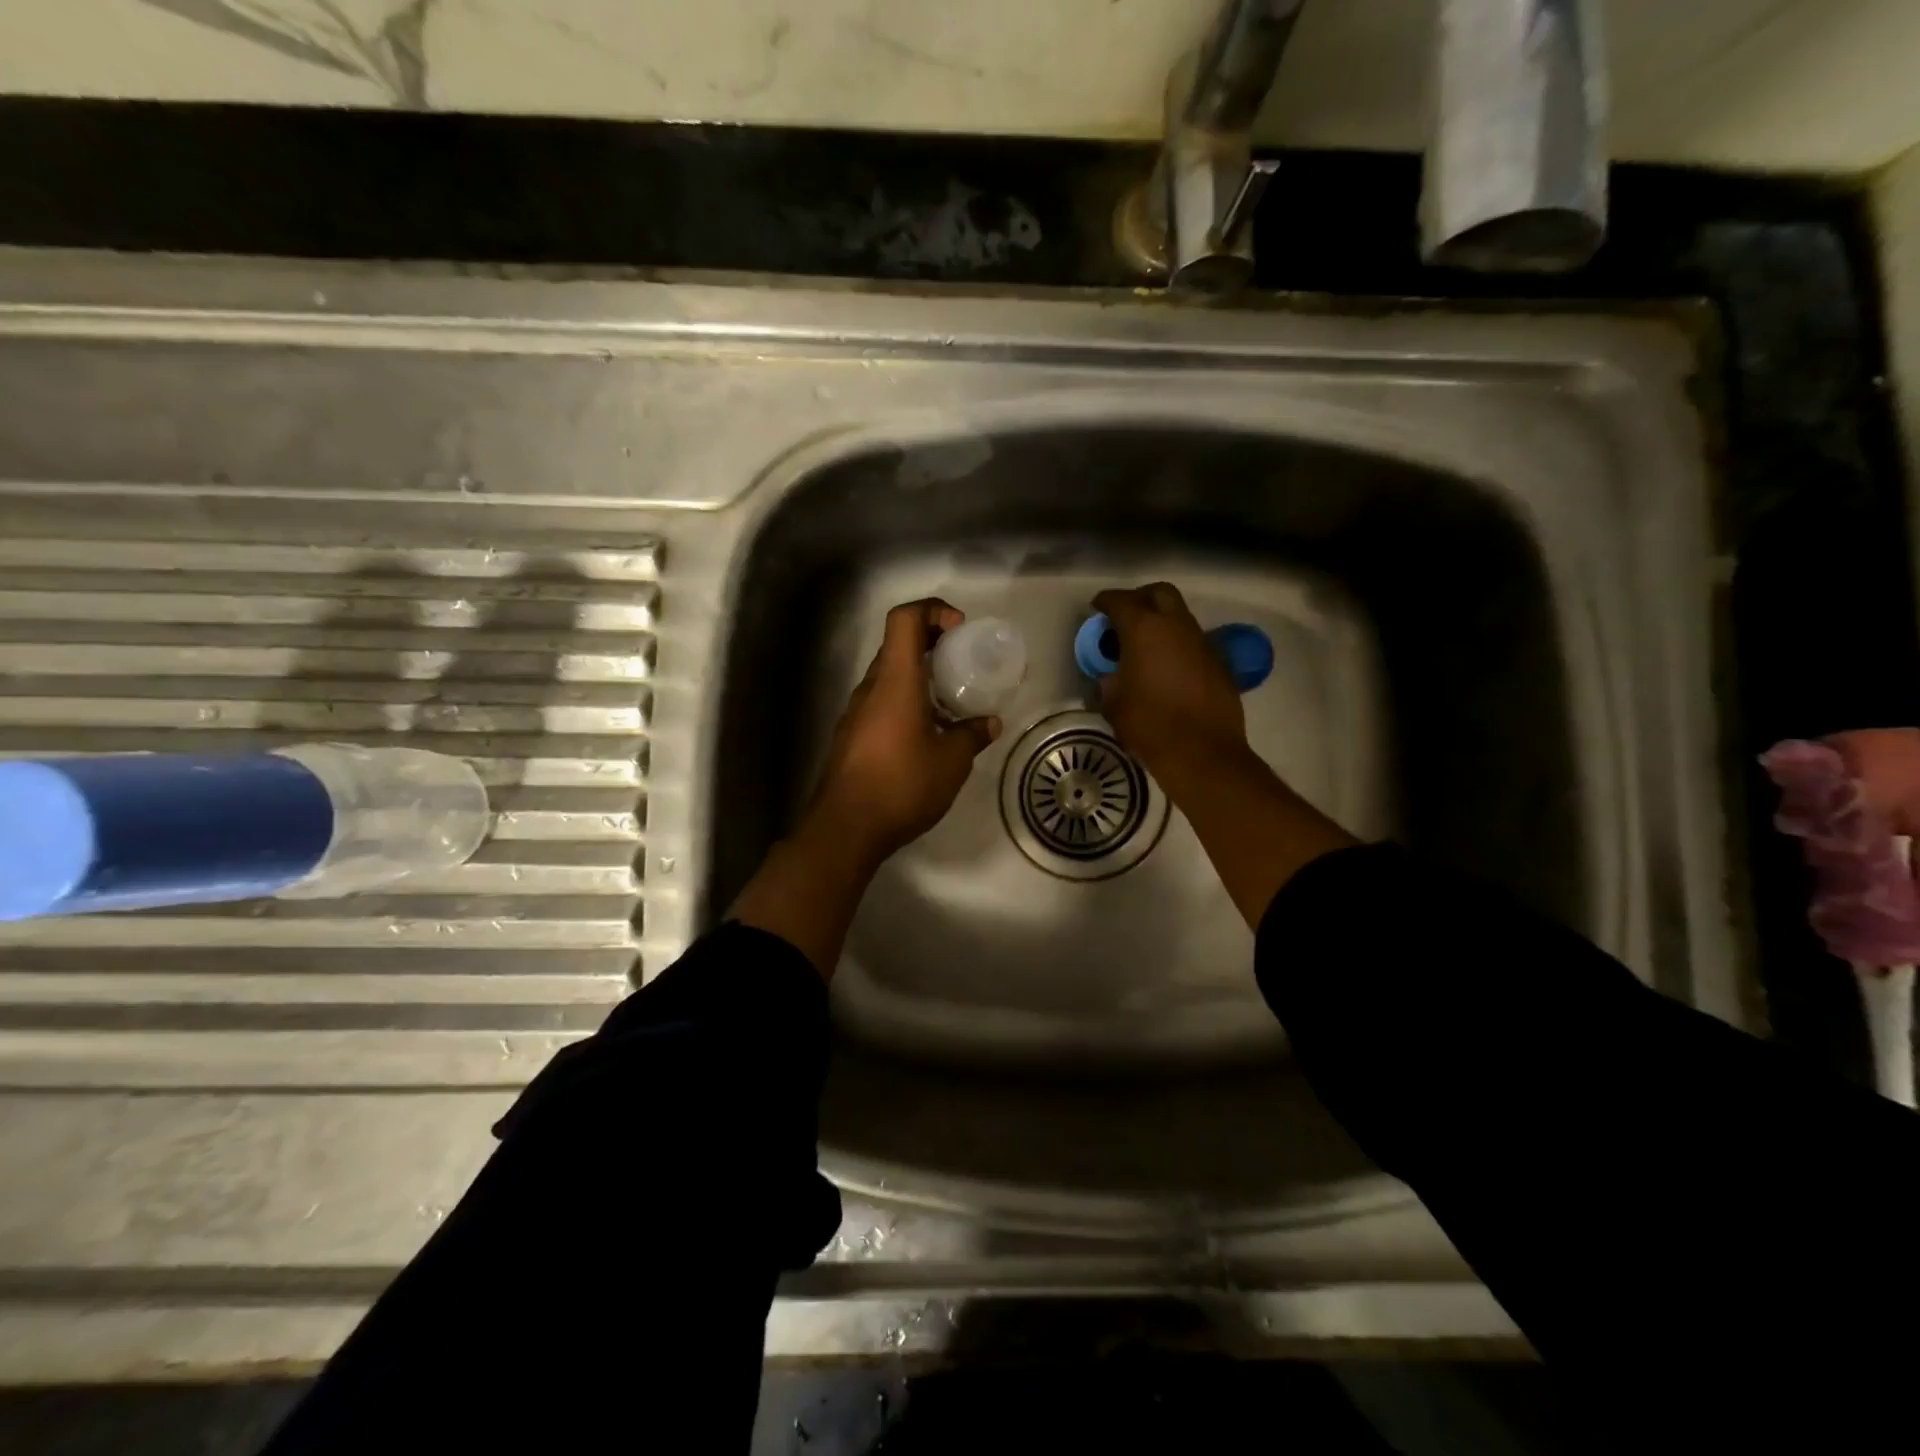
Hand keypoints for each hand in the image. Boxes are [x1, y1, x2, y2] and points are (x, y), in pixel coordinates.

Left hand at [807, 599, 1001, 865]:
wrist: (846, 828)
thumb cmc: (902, 784)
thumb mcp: (951, 761)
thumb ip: (972, 735)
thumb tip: (989, 723)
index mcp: (895, 681)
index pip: (905, 619)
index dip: (933, 610)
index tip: (959, 630)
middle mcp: (871, 688)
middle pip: (898, 645)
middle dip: (933, 644)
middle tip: (964, 664)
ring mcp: (856, 712)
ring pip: (890, 677)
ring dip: (920, 678)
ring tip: (952, 704)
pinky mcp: (852, 736)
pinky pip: (882, 703)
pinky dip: (907, 703)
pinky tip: (928, 735)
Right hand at [1091, 583, 1247, 780]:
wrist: (1203, 752)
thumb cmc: (1149, 725)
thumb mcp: (1114, 704)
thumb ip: (1109, 682)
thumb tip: (1111, 676)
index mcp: (1144, 630)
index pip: (1121, 601)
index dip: (1106, 601)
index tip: (1097, 607)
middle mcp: (1176, 626)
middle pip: (1160, 593)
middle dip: (1141, 598)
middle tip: (1126, 615)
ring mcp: (1202, 642)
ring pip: (1180, 617)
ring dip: (1162, 622)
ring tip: (1146, 645)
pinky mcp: (1219, 663)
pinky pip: (1194, 643)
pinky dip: (1178, 646)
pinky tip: (1169, 668)